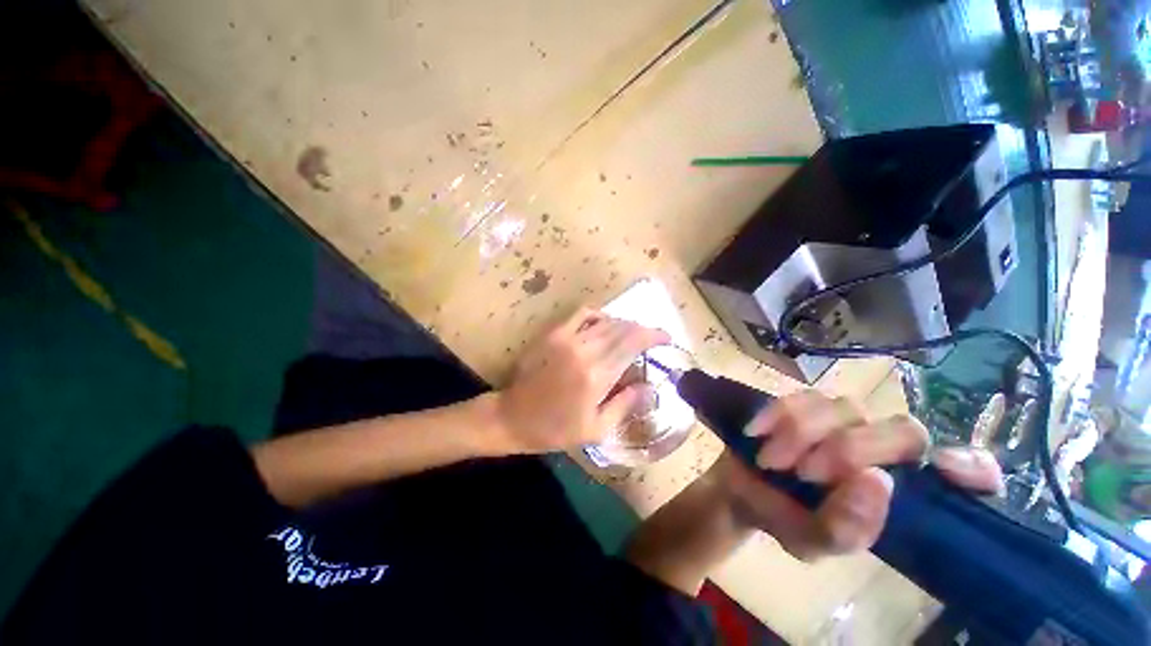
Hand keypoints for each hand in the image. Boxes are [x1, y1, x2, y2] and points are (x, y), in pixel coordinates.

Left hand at [494, 308, 669, 453]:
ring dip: (623, 324)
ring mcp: (566, 338)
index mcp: (597, 375)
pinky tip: (604, 325)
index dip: (654, 336)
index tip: (666, 338)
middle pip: (623, 328)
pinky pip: (582, 313)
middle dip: (642, 330)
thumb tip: (650, 387)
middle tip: (650, 339)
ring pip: (606, 320)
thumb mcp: (596, 429)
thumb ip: (625, 404)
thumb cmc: (555, 429)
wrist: (513, 417)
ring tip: (631, 334)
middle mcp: (584, 350)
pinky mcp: (553, 333)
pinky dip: (599, 315)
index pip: (633, 343)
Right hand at [721, 390, 1002, 560]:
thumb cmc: (785, 518)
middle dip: (850, 450)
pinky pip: (800, 396)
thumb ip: (845, 529)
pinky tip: (756, 433)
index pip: (967, 471)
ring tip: (772, 462)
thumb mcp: (812, 542)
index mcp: (902, 491)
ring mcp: (844, 420)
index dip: (972, 467)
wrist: (741, 490)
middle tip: (805, 475)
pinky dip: (777, 415)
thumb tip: (877, 482)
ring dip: (803, 434)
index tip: (944, 469)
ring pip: (846, 408)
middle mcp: (884, 449)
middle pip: (903, 430)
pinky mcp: (805, 403)